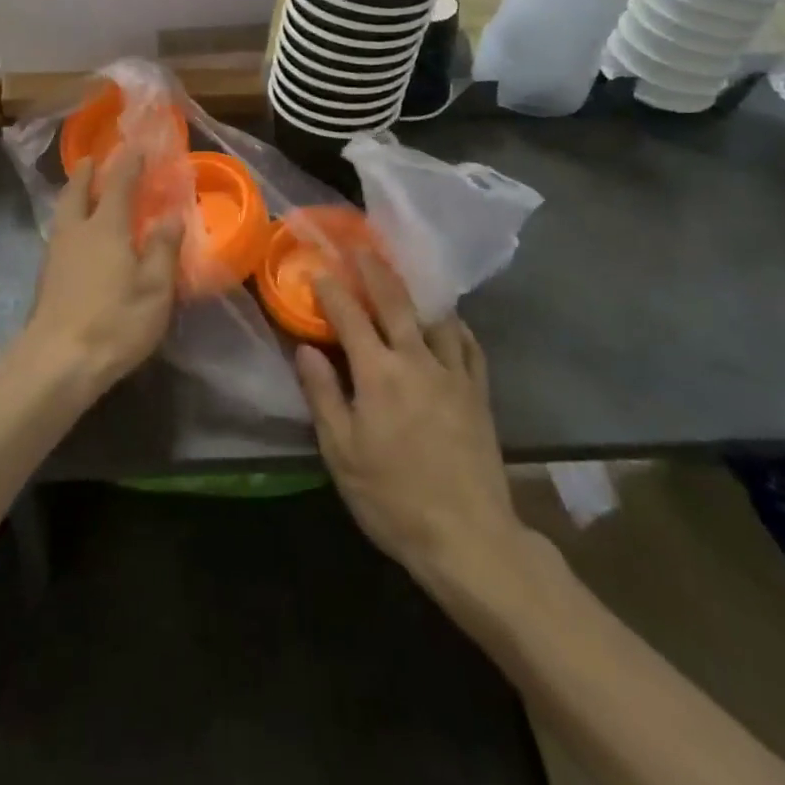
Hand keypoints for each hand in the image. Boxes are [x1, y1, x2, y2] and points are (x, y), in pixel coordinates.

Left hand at [12, 150, 182, 402]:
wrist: (57, 361)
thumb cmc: (115, 322)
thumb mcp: (155, 289)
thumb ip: (163, 248)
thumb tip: (172, 215)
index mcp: (106, 228)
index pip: (119, 184)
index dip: (129, 163)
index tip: (137, 146)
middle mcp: (77, 232)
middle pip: (77, 192)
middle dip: (86, 173)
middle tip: (92, 159)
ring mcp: (55, 254)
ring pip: (62, 212)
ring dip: (73, 195)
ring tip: (82, 192)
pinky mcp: (45, 277)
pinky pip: (58, 234)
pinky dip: (68, 221)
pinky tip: (75, 237)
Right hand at [294, 253, 528, 589]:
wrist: (468, 537)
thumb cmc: (392, 497)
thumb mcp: (342, 452)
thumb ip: (323, 395)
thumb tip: (306, 349)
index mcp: (379, 374)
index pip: (350, 317)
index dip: (332, 290)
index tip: (319, 268)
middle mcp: (417, 361)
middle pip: (396, 302)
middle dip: (375, 271)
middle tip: (361, 247)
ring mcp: (454, 375)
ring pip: (436, 318)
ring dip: (416, 292)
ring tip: (404, 277)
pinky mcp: (479, 393)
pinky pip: (469, 346)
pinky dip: (455, 326)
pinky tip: (449, 322)